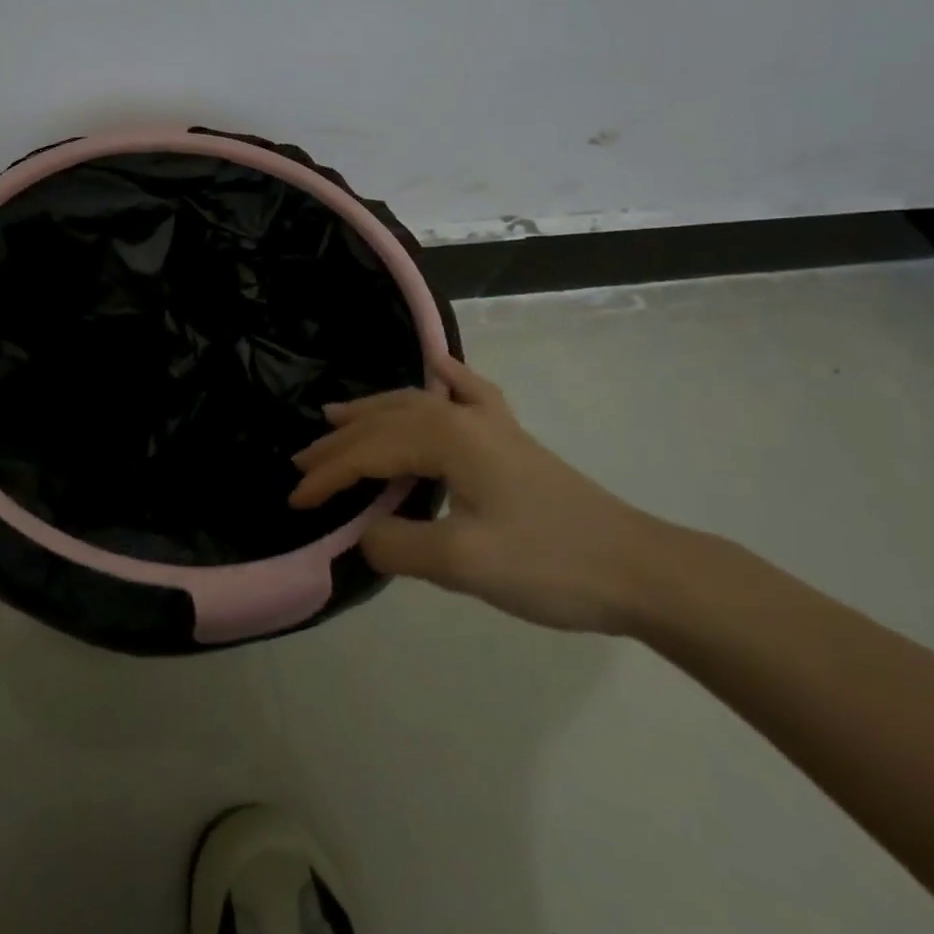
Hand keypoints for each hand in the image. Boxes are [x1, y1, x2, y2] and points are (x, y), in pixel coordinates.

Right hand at [290, 354, 667, 632]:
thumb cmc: (549, 563)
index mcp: (447, 439)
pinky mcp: (511, 439)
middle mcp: (463, 418)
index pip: (370, 453)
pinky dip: (449, 378)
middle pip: (386, 423)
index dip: (328, 475)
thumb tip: (363, 533)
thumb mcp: (464, 564)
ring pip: (415, 406)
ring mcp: (491, 424)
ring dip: (372, 413)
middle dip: (340, 443)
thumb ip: (399, 545)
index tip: (295, 500)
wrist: (638, 568)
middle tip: (301, 462)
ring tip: (336, 417)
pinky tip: (439, 365)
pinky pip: (472, 394)